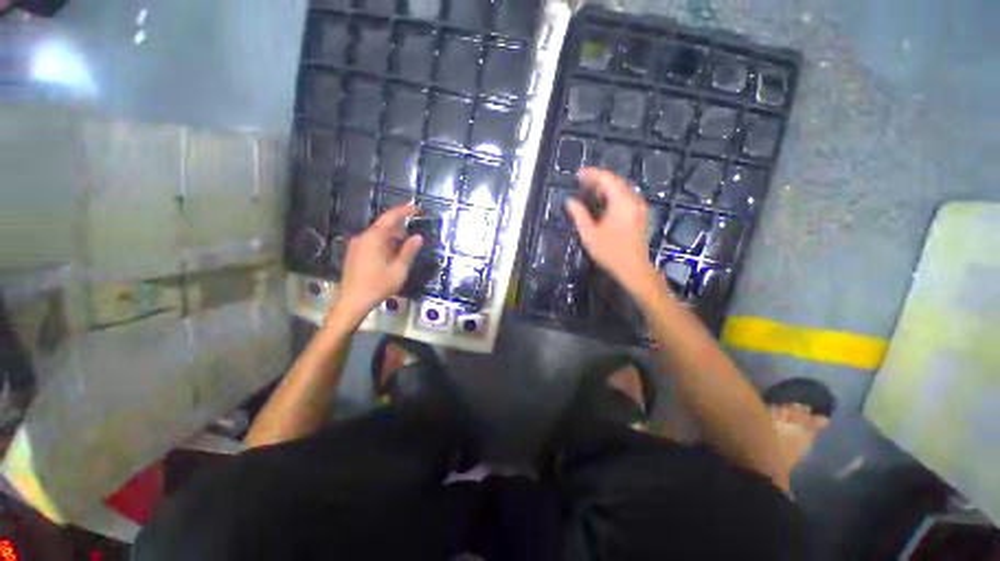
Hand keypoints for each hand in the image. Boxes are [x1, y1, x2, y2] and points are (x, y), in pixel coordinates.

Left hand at [333, 204, 422, 323]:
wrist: (352, 301)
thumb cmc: (378, 286)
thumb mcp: (399, 270)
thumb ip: (409, 251)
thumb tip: (418, 237)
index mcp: (374, 238)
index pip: (390, 217)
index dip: (404, 211)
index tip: (417, 209)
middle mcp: (363, 237)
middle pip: (384, 226)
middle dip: (401, 230)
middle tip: (414, 240)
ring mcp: (356, 245)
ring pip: (378, 235)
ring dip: (393, 239)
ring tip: (405, 251)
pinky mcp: (354, 253)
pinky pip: (372, 242)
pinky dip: (384, 244)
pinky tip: (391, 257)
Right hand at [565, 168, 657, 295]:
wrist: (633, 268)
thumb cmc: (610, 252)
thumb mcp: (589, 234)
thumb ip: (579, 215)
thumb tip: (569, 201)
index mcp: (621, 203)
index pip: (607, 180)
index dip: (592, 174)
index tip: (579, 173)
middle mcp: (633, 201)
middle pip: (617, 182)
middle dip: (599, 179)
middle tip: (583, 181)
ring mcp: (639, 208)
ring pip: (623, 189)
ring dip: (607, 186)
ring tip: (591, 189)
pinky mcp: (640, 215)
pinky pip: (627, 197)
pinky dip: (614, 194)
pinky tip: (604, 201)